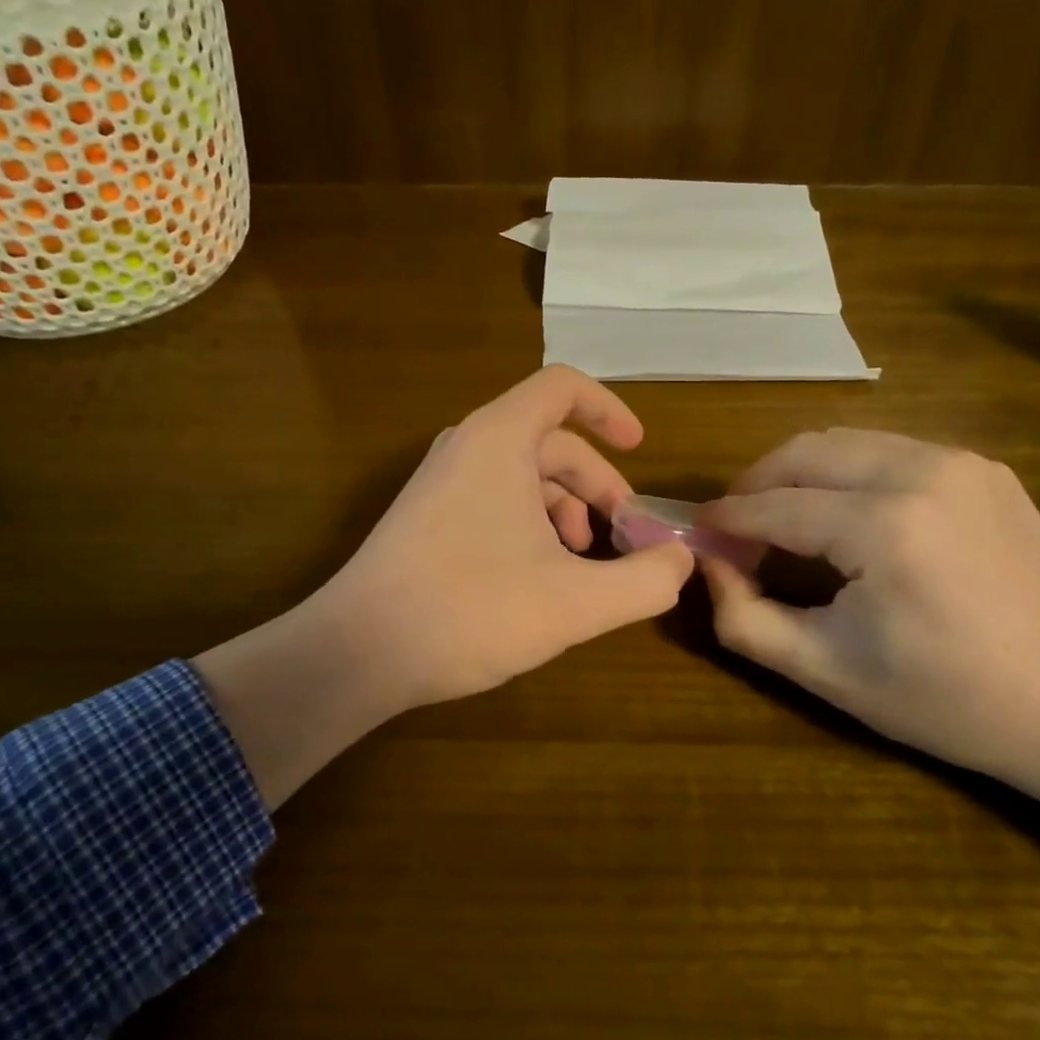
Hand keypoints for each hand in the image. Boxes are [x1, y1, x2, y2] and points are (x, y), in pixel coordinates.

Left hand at [196, 367, 693, 806]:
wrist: (357, 651)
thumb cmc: (470, 610)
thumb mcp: (574, 602)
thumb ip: (643, 580)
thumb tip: (682, 561)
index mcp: (500, 439)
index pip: (563, 388)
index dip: (609, 411)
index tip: (641, 450)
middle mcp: (467, 447)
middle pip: (552, 443)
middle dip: (598, 487)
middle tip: (625, 538)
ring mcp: (441, 483)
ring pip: (523, 478)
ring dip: (565, 512)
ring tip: (583, 566)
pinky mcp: (426, 518)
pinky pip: (494, 501)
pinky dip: (530, 527)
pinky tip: (540, 580)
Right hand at [697, 429, 1039, 777]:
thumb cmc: (945, 699)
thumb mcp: (825, 671)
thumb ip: (744, 616)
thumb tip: (707, 562)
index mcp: (884, 527)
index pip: (774, 505)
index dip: (726, 518)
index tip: (697, 534)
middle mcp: (921, 472)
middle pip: (802, 452)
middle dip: (754, 483)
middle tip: (735, 526)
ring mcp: (957, 461)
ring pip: (842, 441)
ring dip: (796, 473)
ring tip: (781, 518)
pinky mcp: (979, 466)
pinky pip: (886, 450)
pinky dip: (845, 472)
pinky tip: (842, 514)